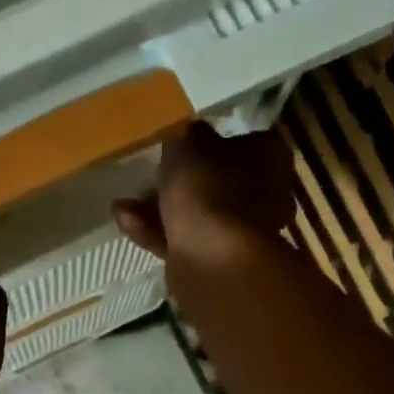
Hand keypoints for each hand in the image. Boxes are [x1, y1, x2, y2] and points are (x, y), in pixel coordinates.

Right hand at [112, 121, 295, 259]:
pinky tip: (124, 220)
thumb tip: (188, 133)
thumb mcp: (186, 146)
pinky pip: (182, 238)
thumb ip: (184, 137)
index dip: (212, 141)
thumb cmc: (206, 190)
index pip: (245, 142)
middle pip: (216, 181)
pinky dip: (154, 230)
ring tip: (125, 202)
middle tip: (149, 174)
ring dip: (158, 208)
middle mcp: (263, 195)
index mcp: (269, 159)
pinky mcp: (214, 260)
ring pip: (195, 213)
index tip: (183, 142)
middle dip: (179, 180)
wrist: (212, 259)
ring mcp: (239, 232)